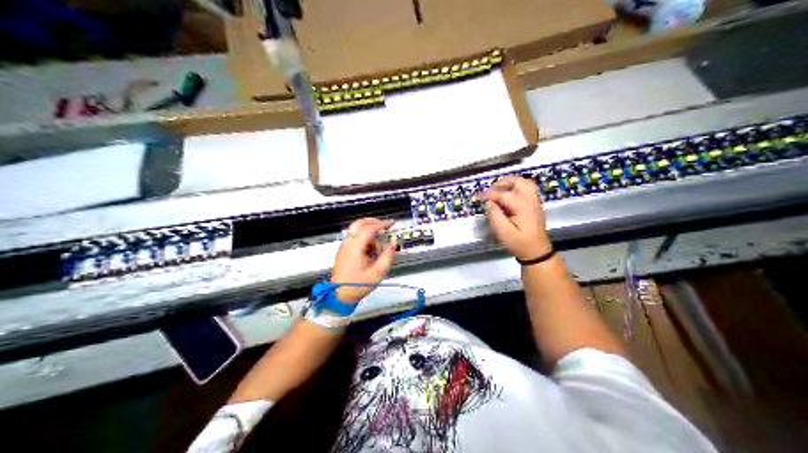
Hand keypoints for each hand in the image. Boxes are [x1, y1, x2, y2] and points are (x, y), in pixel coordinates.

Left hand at [330, 215, 398, 302]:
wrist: (340, 295)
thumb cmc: (358, 285)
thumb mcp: (378, 272)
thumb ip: (388, 255)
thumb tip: (393, 242)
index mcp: (355, 247)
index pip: (369, 229)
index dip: (382, 224)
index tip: (391, 223)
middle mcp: (348, 243)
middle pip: (359, 223)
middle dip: (373, 222)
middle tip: (384, 226)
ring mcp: (344, 247)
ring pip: (357, 231)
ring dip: (369, 234)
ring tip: (377, 251)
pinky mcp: (343, 251)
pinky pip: (354, 239)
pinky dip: (364, 240)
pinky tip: (370, 252)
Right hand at [481, 177, 552, 260]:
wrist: (537, 252)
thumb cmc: (520, 244)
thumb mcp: (504, 233)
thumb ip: (495, 217)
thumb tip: (489, 204)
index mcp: (523, 206)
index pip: (503, 194)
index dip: (489, 194)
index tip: (478, 197)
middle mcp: (531, 200)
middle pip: (519, 181)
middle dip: (503, 183)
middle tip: (491, 191)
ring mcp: (535, 202)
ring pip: (525, 183)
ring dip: (511, 184)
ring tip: (499, 191)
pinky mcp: (535, 205)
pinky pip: (528, 190)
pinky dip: (517, 189)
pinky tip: (508, 198)